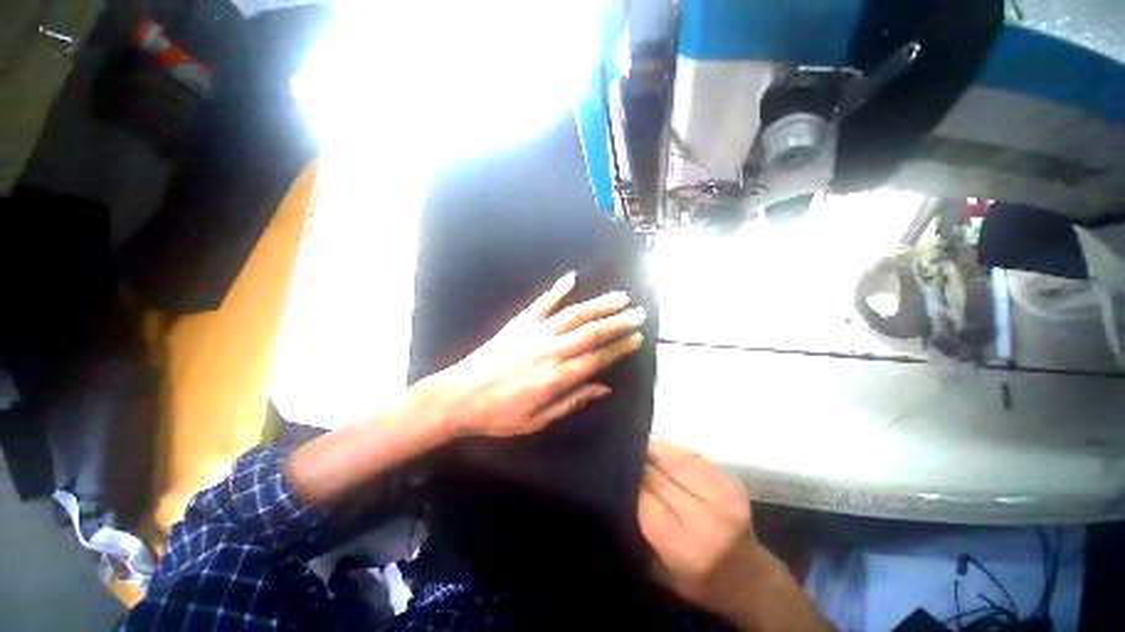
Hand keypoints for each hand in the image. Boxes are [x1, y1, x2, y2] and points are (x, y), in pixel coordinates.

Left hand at [425, 271, 646, 438]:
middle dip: (618, 322)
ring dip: (599, 304)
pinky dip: (557, 289)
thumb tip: (604, 388)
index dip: (619, 348)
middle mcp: (550, 350)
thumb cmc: (499, 414)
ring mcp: (534, 332)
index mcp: (556, 377)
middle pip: (591, 332)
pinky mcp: (519, 323)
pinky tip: (571, 278)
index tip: (637, 338)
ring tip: (620, 297)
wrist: (458, 395)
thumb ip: (572, 401)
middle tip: (639, 314)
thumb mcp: (537, 420)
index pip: (597, 358)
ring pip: (574, 314)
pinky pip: (542, 302)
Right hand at [637, 437, 759, 616]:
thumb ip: (639, 529)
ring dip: (654, 451)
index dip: (629, 483)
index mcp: (685, 548)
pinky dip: (672, 451)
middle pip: (659, 477)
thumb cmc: (697, 580)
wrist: (749, 578)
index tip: (616, 473)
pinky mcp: (731, 481)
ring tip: (639, 447)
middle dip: (639, 465)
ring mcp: (723, 496)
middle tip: (624, 457)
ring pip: (675, 459)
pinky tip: (661, 450)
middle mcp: (706, 519)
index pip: (645, 500)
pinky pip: (692, 456)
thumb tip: (622, 485)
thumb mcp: (659, 569)